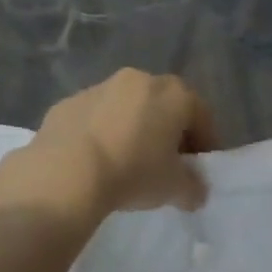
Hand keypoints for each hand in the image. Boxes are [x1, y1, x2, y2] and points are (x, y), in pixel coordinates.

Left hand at [20, 69, 217, 215]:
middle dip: (169, 132)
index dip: (206, 143)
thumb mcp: (175, 189)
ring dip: (134, 129)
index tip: (199, 168)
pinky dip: (102, 133)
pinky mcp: (68, 102)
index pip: (202, 115)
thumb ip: (193, 188)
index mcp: (174, 94)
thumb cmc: (134, 173)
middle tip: (166, 163)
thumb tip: (195, 192)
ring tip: (128, 162)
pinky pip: (96, 118)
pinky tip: (97, 161)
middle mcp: (139, 80)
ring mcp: (100, 87)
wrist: (66, 173)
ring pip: (128, 108)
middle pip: (164, 105)